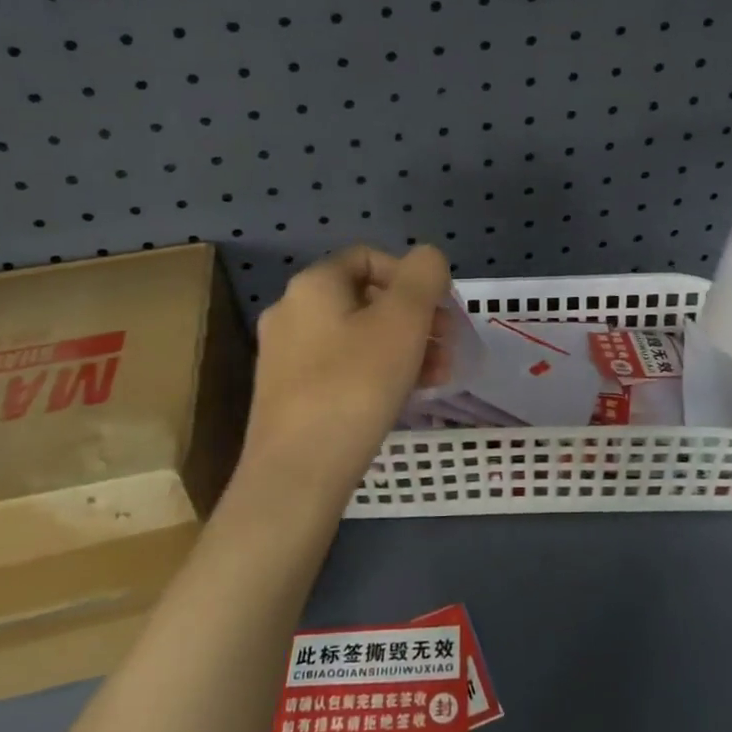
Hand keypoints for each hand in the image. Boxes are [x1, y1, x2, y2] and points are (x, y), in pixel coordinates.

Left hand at [237, 244, 452, 506]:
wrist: (296, 473)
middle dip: (414, 318)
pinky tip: (404, 397)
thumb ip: (423, 276)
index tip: (440, 310)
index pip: (369, 258)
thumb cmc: (356, 386)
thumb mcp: (403, 320)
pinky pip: (341, 368)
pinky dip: (376, 372)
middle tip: (447, 347)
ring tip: (437, 376)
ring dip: (402, 348)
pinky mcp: (287, 394)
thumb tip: (427, 259)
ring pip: (356, 337)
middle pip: (365, 299)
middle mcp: (291, 311)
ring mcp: (284, 356)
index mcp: (314, 285)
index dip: (411, 277)